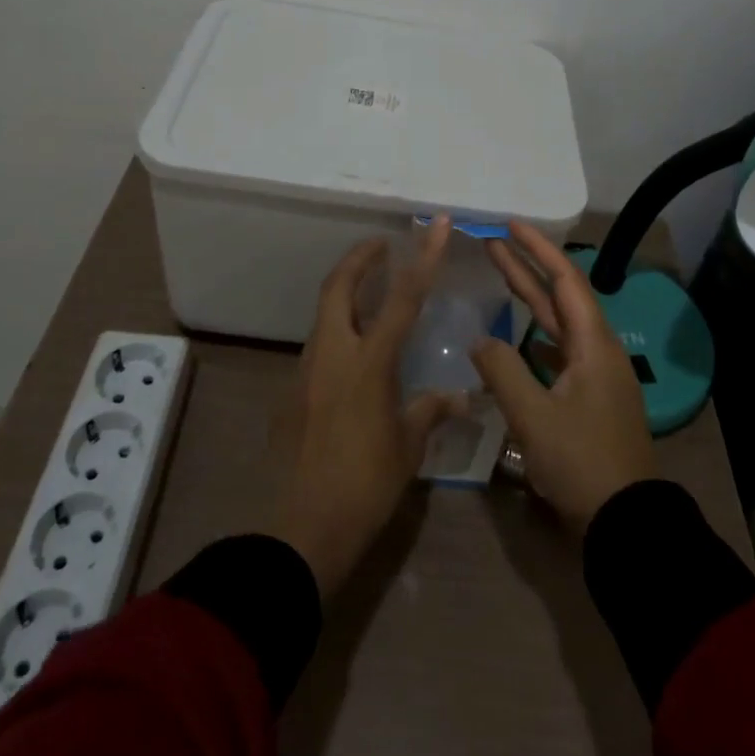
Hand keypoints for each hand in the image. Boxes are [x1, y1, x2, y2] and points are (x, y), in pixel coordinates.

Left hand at [269, 217, 463, 596]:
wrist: (298, 531)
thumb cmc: (364, 487)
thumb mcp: (407, 448)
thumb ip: (431, 411)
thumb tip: (464, 397)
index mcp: (368, 363)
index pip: (402, 297)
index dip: (422, 257)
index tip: (433, 224)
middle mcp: (333, 354)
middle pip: (339, 285)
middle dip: (360, 258)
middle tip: (381, 247)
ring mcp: (305, 370)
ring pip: (323, 313)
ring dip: (345, 293)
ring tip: (371, 295)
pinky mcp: (290, 390)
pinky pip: (316, 345)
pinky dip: (336, 331)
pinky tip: (352, 355)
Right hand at [471, 223, 657, 534]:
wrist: (626, 522)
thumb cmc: (582, 463)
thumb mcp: (534, 417)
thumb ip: (502, 371)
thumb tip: (480, 341)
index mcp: (593, 344)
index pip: (565, 279)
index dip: (538, 249)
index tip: (510, 225)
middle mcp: (598, 350)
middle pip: (560, 296)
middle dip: (528, 267)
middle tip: (493, 242)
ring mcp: (596, 375)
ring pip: (558, 324)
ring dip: (530, 299)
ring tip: (500, 275)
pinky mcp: (590, 398)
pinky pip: (559, 351)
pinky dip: (536, 335)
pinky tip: (517, 336)